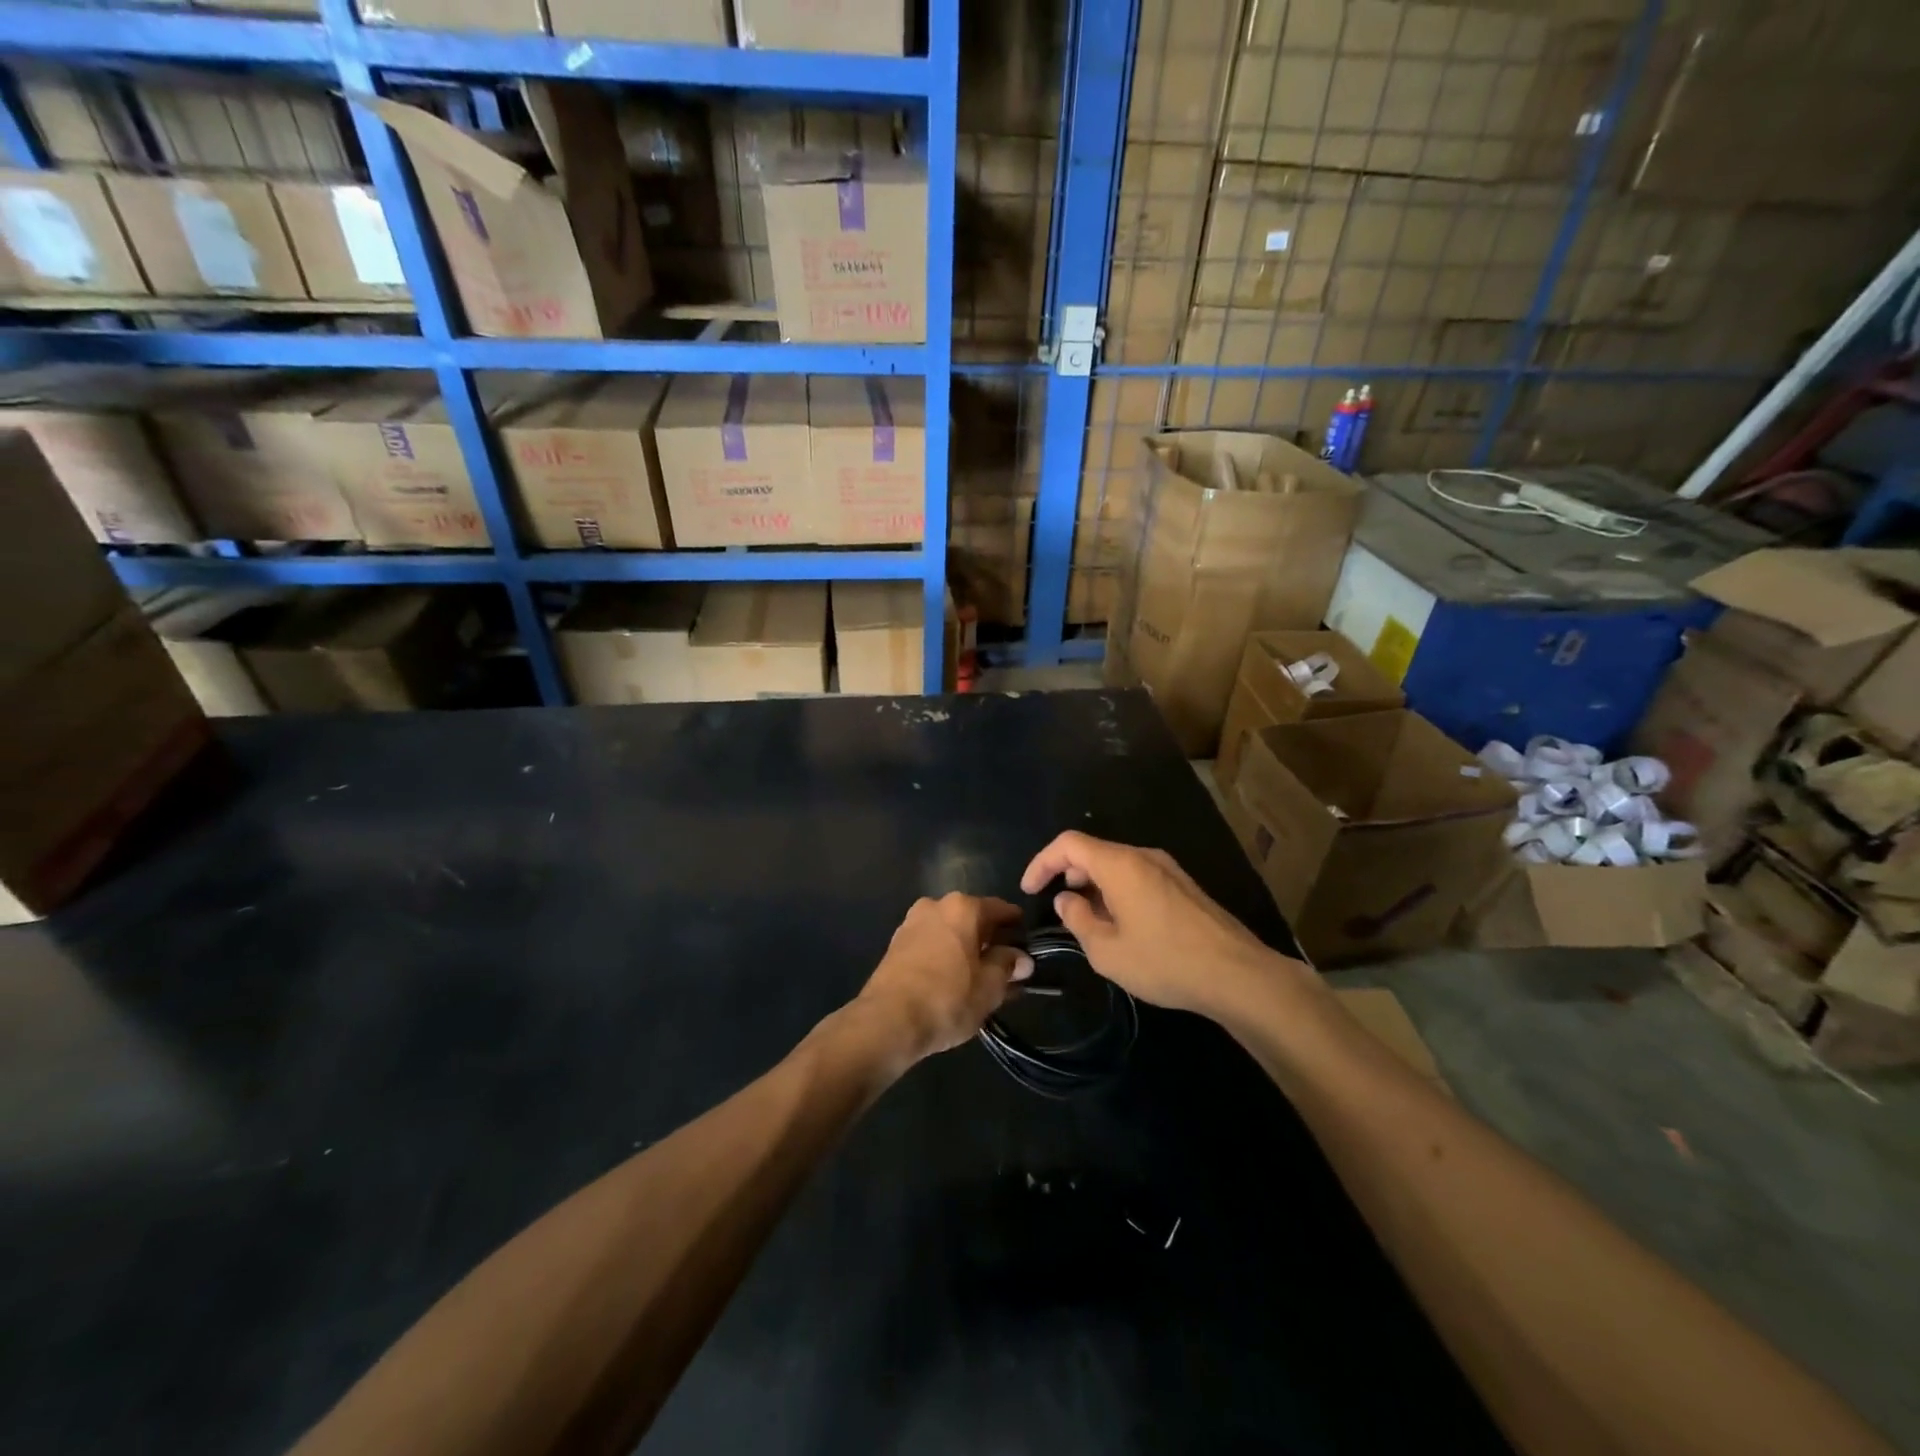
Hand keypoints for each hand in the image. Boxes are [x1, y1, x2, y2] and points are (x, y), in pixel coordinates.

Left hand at [854, 894, 1033, 1064]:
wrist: (887, 1021)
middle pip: (973, 919)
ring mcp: (911, 923)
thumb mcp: (989, 986)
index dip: (1016, 926)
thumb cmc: (947, 998)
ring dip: (967, 950)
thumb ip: (1008, 965)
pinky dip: (946, 957)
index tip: (1027, 943)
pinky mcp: (896, 945)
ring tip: (981, 979)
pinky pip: (932, 945)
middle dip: (990, 940)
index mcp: (962, 907)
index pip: (1000, 909)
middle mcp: (935, 905)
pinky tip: (954, 981)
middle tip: (1007, 967)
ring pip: (950, 933)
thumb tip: (1021, 957)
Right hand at [1020, 832, 1301, 1017]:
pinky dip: (1118, 892)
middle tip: (1059, 908)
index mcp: (1120, 864)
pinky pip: (1139, 877)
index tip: (1029, 890)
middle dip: (1068, 874)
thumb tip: (1067, 900)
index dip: (1042, 862)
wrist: (1238, 975)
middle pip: (1094, 851)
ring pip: (1118, 865)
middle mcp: (1144, 856)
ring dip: (1094, 886)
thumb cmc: (1165, 961)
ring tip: (1089, 922)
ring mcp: (1168, 869)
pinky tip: (1122, 926)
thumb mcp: (1107, 950)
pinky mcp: (1184, 887)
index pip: (1068, 844)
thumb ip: (1078, 920)